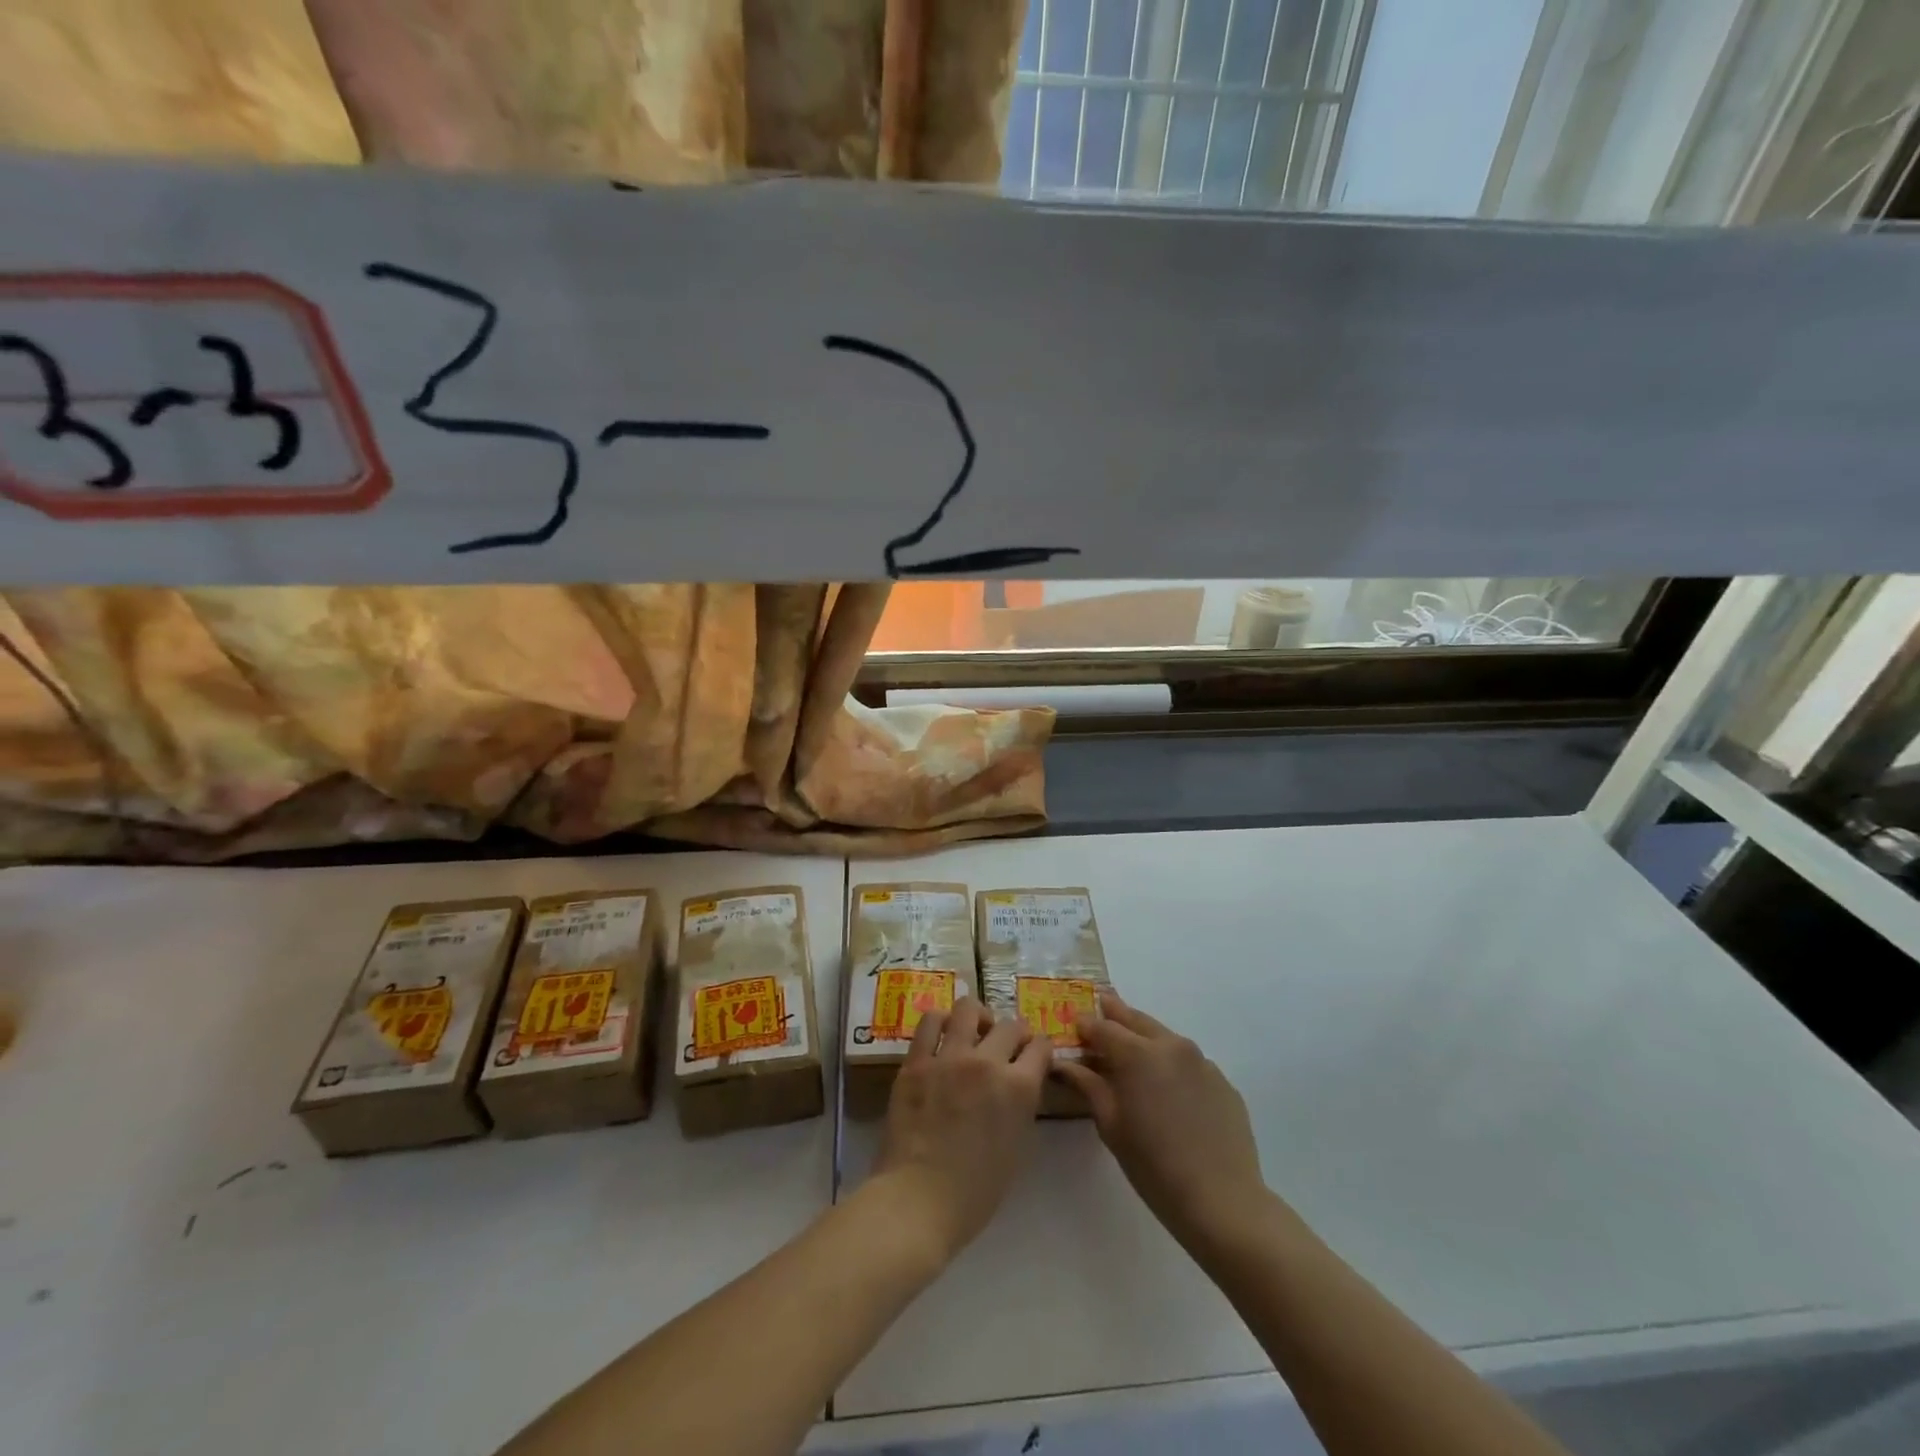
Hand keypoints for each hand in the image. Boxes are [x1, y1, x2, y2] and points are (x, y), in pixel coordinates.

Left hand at [873, 998, 1050, 1263]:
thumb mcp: (1017, 1147)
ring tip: (973, 1031)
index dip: (1040, 1049)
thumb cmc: (975, 1191)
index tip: (1035, 1055)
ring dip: (977, 1017)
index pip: (1041, 1047)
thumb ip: (1021, 1105)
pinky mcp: (916, 1060)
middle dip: (1014, 1034)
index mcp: (1019, 1088)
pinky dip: (940, 1021)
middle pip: (1009, 1025)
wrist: (918, 1200)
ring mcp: (949, 1057)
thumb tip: (1018, 1083)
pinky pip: (929, 1022)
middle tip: (1006, 1047)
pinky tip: (942, 1033)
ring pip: (968, 1008)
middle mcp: (988, 1062)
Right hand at [1054, 992, 1270, 1253]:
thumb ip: (1088, 1085)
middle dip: (1116, 1014)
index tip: (1074, 1025)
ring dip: (1145, 1037)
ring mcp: (1202, 1062)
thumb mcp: (1111, 1126)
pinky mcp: (1222, 1082)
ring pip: (1165, 1038)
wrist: (1223, 1201)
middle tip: (1102, 1007)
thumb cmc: (1154, 1166)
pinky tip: (1168, 1088)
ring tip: (1132, 1049)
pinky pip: (1189, 1063)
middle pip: (1136, 1020)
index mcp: (1138, 1053)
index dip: (1086, 1025)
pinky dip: (1171, 1064)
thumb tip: (1064, 1063)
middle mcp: (1171, 1045)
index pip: (1103, 1027)